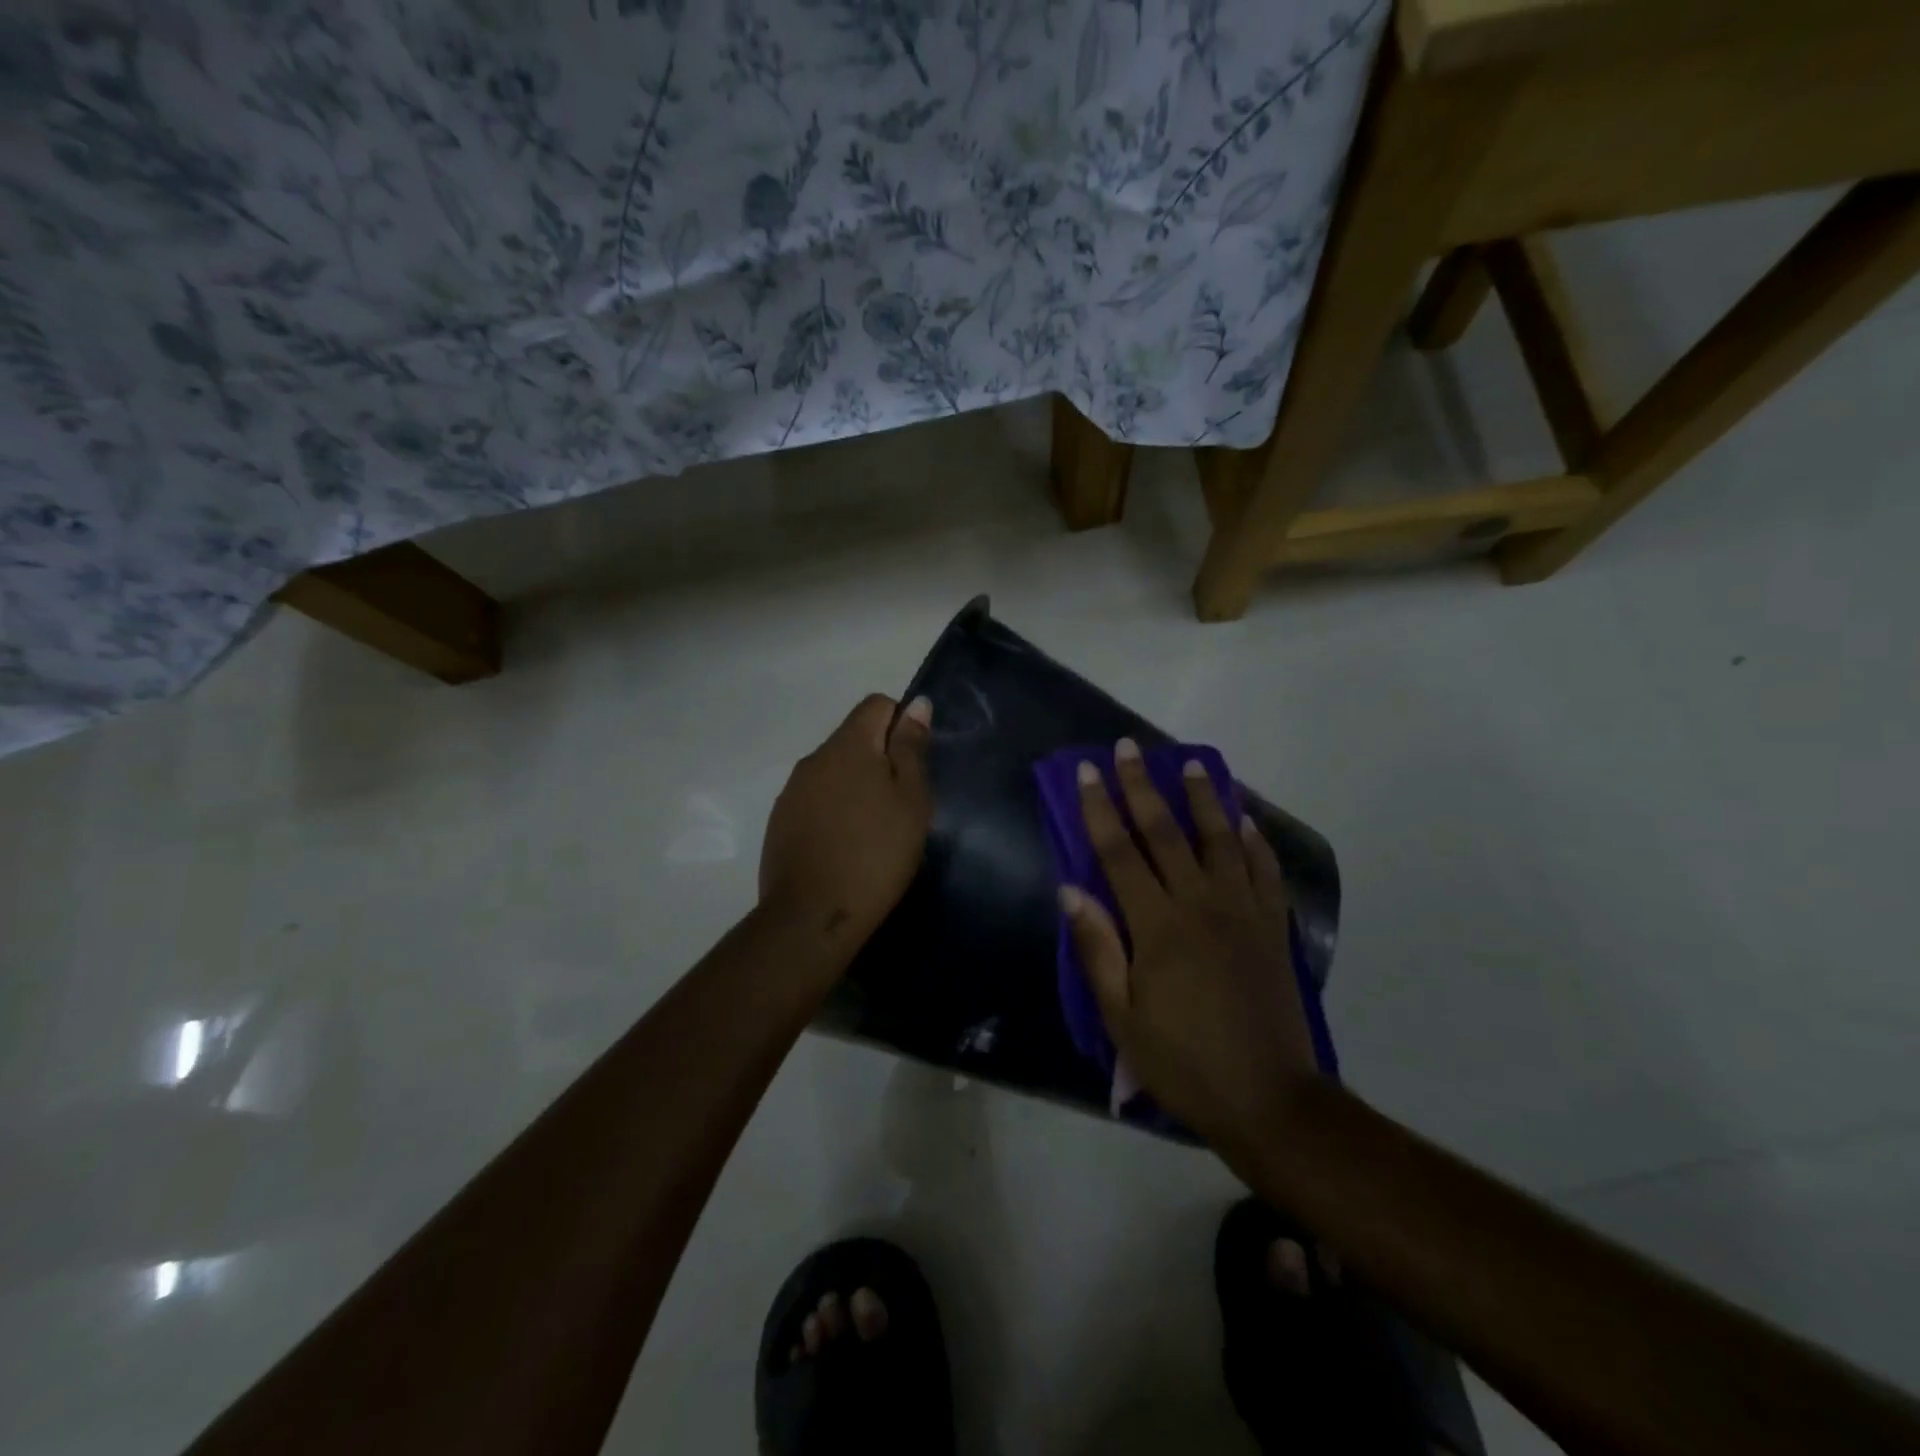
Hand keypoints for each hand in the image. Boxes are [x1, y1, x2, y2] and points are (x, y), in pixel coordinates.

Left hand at [759, 694, 932, 961]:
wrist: (812, 916)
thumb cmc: (875, 853)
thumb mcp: (910, 800)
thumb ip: (911, 748)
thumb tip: (916, 704)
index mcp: (847, 745)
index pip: (876, 705)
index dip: (902, 723)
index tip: (914, 765)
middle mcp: (814, 758)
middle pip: (854, 737)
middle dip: (880, 758)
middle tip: (902, 803)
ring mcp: (792, 791)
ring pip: (834, 770)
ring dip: (856, 785)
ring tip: (875, 828)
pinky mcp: (780, 821)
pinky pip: (816, 798)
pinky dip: (835, 809)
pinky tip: (846, 844)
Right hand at [1061, 739, 1319, 1148]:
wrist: (1269, 1099)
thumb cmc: (1183, 1061)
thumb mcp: (1122, 1018)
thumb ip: (1098, 949)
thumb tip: (1070, 889)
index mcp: (1158, 925)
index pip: (1120, 852)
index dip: (1100, 808)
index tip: (1088, 771)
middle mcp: (1201, 903)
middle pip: (1166, 832)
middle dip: (1143, 786)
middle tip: (1130, 748)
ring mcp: (1243, 911)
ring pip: (1220, 839)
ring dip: (1204, 798)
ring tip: (1193, 764)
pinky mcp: (1273, 927)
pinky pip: (1265, 870)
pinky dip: (1254, 840)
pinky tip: (1245, 820)